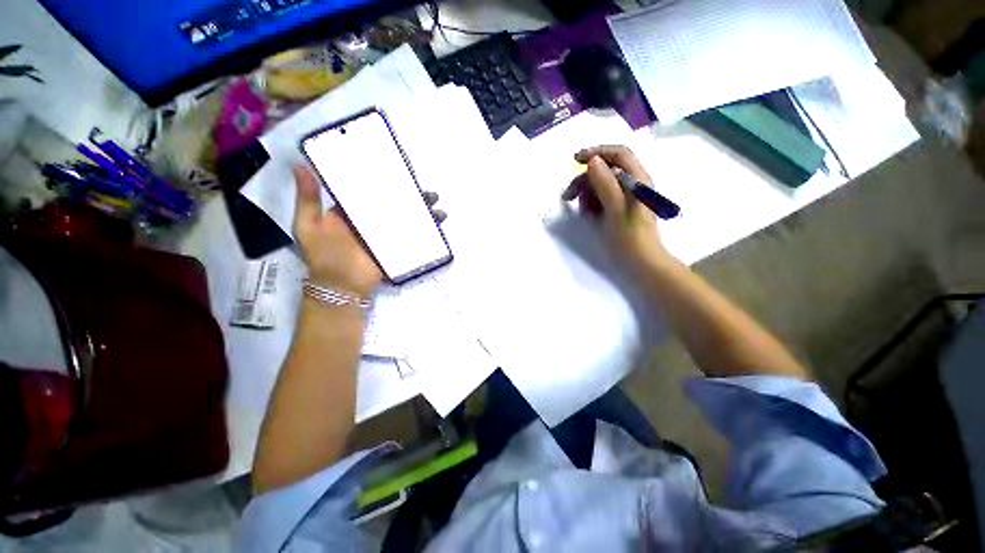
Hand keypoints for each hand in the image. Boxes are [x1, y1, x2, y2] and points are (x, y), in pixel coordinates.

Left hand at [292, 165, 445, 296]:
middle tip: (429, 192)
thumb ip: (308, 198)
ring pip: (408, 218)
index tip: (401, 171)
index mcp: (353, 210)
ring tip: (438, 207)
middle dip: (414, 197)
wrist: (341, 285)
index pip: (372, 191)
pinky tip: (438, 222)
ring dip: (424, 212)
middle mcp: (372, 219)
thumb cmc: (323, 255)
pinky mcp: (396, 246)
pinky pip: (412, 235)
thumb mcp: (308, 224)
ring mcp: (386, 234)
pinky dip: (427, 229)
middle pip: (396, 203)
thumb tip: (300, 165)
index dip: (386, 181)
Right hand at [562, 145, 669, 267]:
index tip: (575, 161)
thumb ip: (605, 184)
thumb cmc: (630, 237)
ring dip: (587, 195)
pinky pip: (602, 198)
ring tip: (582, 212)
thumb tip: (592, 161)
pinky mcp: (620, 208)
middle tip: (568, 196)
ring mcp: (627, 196)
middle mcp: (633, 184)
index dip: (597, 152)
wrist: (641, 262)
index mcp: (638, 180)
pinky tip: (588, 215)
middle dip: (585, 180)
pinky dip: (592, 204)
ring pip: (601, 185)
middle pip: (606, 170)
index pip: (618, 154)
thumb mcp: (615, 210)